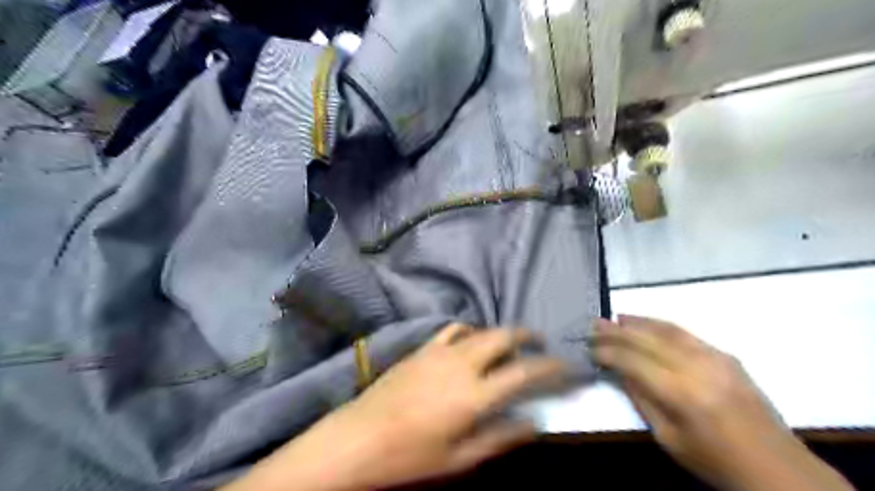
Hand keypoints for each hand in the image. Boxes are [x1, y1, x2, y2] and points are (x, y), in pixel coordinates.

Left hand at [225, 322, 567, 489]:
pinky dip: (469, 330)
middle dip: (527, 336)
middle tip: (541, 343)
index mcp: (474, 395)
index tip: (567, 367)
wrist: (357, 440)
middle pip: (503, 338)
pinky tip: (471, 339)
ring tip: (511, 342)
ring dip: (500, 332)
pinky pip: (451, 330)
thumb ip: (501, 437)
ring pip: (480, 330)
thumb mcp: (460, 459)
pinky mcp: (421, 349)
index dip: (552, 368)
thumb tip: (534, 422)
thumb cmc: (410, 458)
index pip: (524, 373)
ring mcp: (439, 352)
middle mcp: (461, 364)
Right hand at [594, 315, 854, 489]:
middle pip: (646, 340)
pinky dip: (660, 325)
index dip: (607, 352)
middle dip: (616, 331)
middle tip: (594, 324)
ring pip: (666, 330)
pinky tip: (646, 323)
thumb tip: (618, 370)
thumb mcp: (668, 438)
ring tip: (615, 318)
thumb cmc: (715, 460)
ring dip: (637, 322)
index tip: (589, 347)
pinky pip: (685, 333)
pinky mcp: (726, 355)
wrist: (777, 467)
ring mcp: (715, 357)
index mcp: (682, 393)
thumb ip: (641, 398)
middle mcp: (697, 367)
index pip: (633, 361)